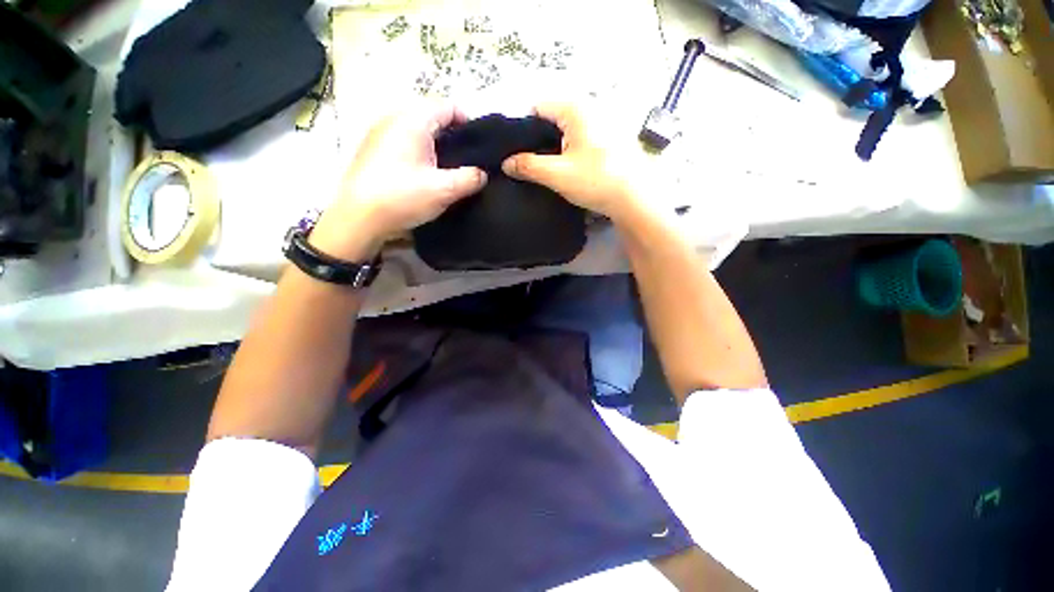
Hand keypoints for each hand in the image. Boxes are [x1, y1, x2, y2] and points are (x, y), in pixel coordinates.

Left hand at [310, 102, 486, 260]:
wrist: (358, 218)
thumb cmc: (402, 197)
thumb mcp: (444, 190)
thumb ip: (470, 178)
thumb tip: (482, 173)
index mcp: (412, 121)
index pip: (447, 106)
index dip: (468, 121)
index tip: (479, 145)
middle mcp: (394, 118)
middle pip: (431, 117)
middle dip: (452, 135)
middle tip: (466, 160)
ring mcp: (379, 133)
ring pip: (417, 130)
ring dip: (435, 144)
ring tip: (448, 168)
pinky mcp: (372, 149)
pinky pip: (404, 141)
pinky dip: (419, 151)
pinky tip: (424, 173)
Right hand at [501, 103, 640, 220]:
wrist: (635, 198)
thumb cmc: (596, 180)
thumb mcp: (557, 174)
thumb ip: (528, 166)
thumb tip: (505, 163)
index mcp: (576, 107)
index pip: (537, 107)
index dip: (522, 130)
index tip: (516, 153)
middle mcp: (590, 107)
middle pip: (551, 119)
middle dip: (537, 141)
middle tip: (528, 165)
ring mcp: (601, 123)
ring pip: (565, 131)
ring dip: (553, 149)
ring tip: (545, 170)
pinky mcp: (608, 140)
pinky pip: (579, 140)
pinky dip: (568, 152)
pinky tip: (566, 170)